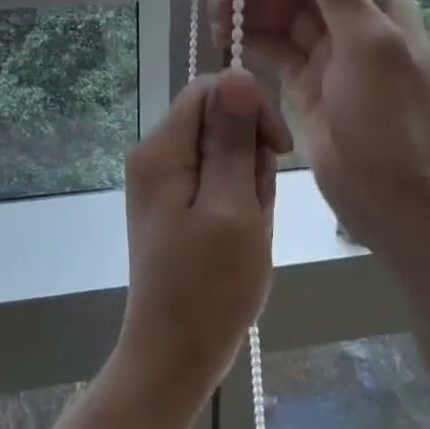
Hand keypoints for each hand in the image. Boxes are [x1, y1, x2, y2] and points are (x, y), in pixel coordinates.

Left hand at [119, 69, 291, 394]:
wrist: (176, 355)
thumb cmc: (210, 286)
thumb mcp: (233, 206)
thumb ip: (233, 138)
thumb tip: (237, 74)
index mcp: (161, 150)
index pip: (210, 89)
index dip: (250, 108)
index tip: (275, 151)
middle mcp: (154, 156)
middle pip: (216, 119)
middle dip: (248, 153)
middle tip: (254, 206)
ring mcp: (162, 181)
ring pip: (222, 150)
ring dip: (246, 181)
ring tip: (248, 226)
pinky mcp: (174, 203)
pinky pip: (216, 178)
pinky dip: (237, 199)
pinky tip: (241, 233)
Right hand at [214, 0, 429, 255]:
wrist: (389, 193)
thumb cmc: (386, 117)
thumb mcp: (369, 46)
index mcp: (377, 6)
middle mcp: (352, 22)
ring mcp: (327, 53)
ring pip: (282, 15)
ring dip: (251, 9)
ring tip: (217, 18)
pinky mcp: (305, 82)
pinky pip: (274, 47)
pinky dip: (251, 38)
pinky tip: (227, 39)